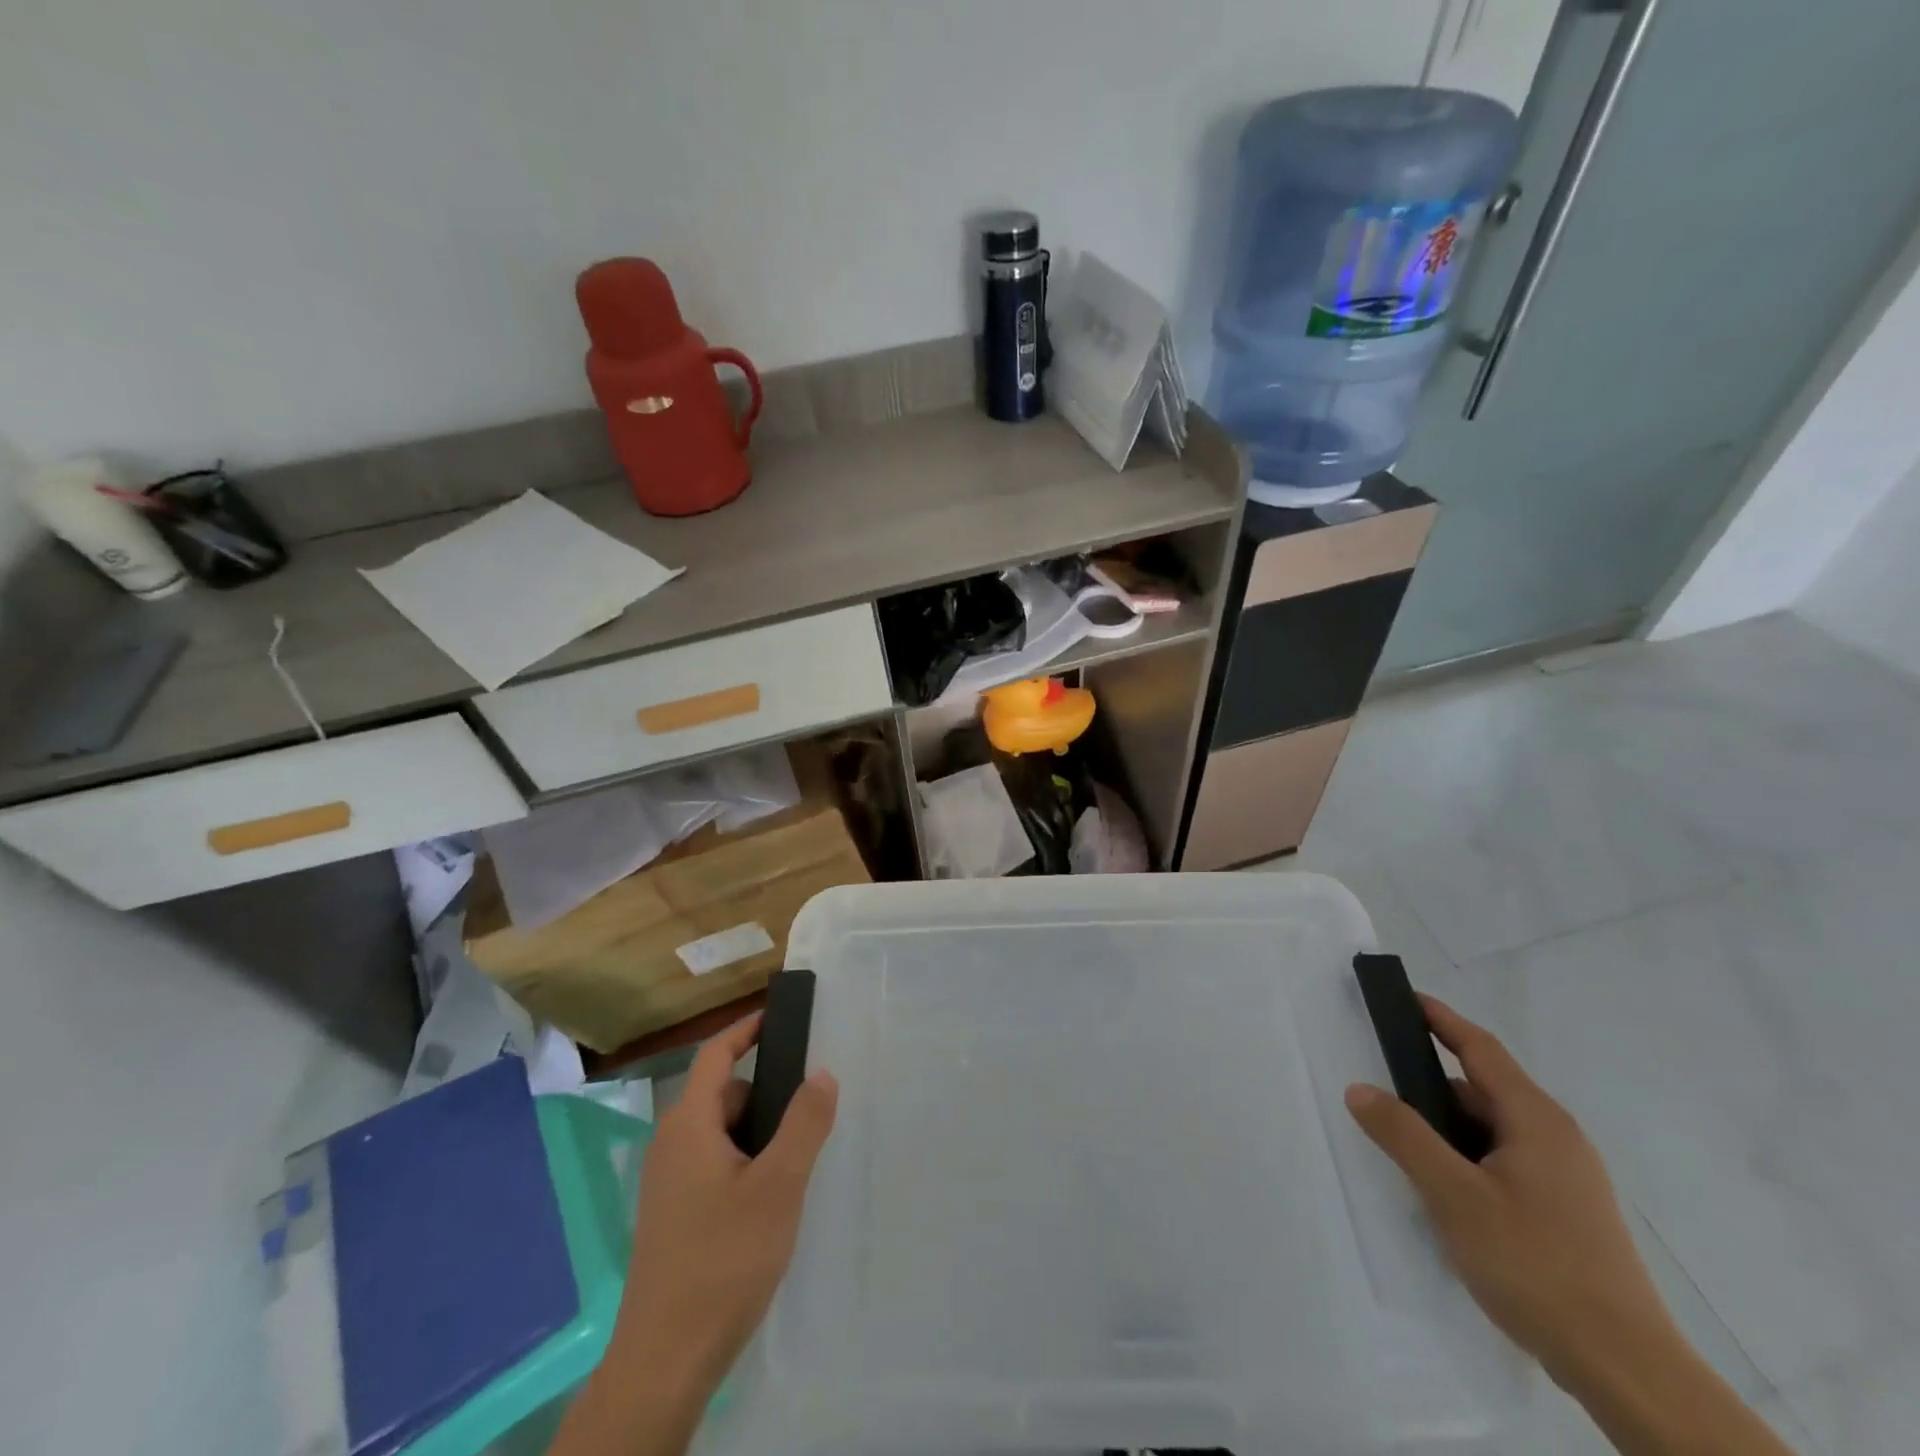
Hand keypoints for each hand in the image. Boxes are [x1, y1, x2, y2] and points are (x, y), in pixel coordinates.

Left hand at [606, 1015, 838, 1407]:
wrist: (664, 1363)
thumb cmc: (723, 1260)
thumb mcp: (779, 1186)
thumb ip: (804, 1123)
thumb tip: (822, 1071)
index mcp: (688, 1126)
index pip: (716, 1055)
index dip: (747, 1029)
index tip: (780, 1015)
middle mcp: (671, 1145)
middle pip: (722, 1095)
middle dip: (765, 1093)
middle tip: (811, 1107)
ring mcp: (667, 1183)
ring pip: (720, 1134)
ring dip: (758, 1133)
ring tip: (798, 1158)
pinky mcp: (672, 1215)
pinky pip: (713, 1164)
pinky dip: (744, 1162)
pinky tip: (771, 1198)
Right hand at [1344, 995, 1674, 1386]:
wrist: (1627, 1371)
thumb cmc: (1536, 1265)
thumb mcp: (1454, 1195)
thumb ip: (1403, 1136)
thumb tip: (1360, 1088)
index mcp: (1536, 1120)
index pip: (1480, 1049)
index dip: (1440, 1020)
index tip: (1405, 997)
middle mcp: (1557, 1139)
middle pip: (1483, 1089)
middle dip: (1431, 1083)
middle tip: (1382, 1085)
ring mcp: (1567, 1179)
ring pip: (1493, 1130)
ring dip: (1448, 1127)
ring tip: (1403, 1144)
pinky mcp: (1567, 1213)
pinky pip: (1505, 1162)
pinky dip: (1467, 1157)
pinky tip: (1444, 1190)